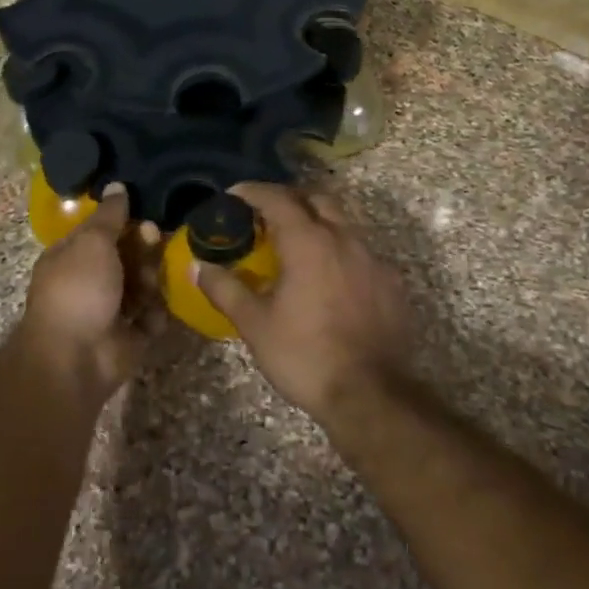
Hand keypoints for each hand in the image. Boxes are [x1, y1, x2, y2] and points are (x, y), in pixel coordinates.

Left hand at [18, 186, 162, 407]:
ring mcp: (109, 310)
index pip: (102, 231)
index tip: (144, 215)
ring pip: (142, 285)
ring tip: (149, 285)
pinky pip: (150, 318)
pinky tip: (151, 315)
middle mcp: (90, 281)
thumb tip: (117, 185)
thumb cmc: (78, 290)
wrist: (75, 358)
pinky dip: (154, 316)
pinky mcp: (129, 337)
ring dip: (150, 281)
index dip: (124, 221)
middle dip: (143, 249)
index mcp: (72, 256)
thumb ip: (109, 215)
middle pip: (127, 256)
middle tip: (155, 240)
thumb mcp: (92, 242)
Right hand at [193, 183, 411, 423]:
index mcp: (308, 241)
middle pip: (316, 199)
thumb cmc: (304, 355)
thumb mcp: (254, 324)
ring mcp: (372, 259)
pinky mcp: (391, 283)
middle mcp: (343, 238)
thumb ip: (225, 289)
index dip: (252, 192)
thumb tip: (198, 267)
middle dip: (289, 199)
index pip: (277, 198)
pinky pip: (360, 252)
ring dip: (317, 223)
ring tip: (295, 246)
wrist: (371, 396)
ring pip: (342, 223)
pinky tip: (328, 278)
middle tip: (265, 216)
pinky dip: (339, 251)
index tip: (233, 196)